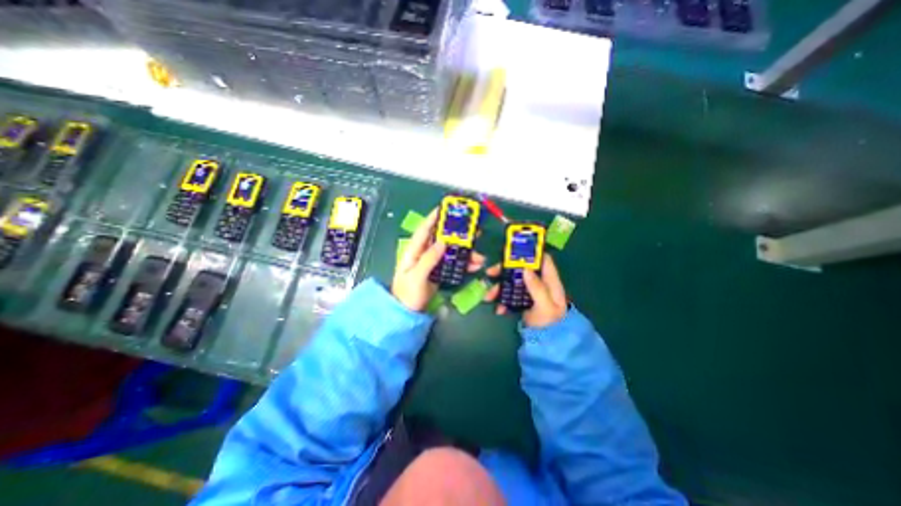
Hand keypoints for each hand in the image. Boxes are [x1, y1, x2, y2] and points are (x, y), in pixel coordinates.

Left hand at [390, 205, 482, 309]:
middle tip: (472, 230)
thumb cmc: (407, 294)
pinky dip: (464, 264)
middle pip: (441, 239)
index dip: (434, 218)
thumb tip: (443, 241)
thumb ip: (429, 259)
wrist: (408, 313)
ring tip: (479, 256)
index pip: (424, 230)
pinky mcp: (439, 271)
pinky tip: (474, 266)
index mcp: (414, 251)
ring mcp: (432, 262)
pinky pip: (453, 263)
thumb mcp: (416, 276)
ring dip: (465, 252)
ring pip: (450, 251)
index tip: (445, 208)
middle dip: (457, 234)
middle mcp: (424, 253)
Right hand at [491, 254, 564, 328]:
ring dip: (498, 287)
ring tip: (488, 297)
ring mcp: (528, 290)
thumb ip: (537, 288)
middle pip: (521, 268)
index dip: (530, 253)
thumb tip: (525, 269)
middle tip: (490, 272)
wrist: (546, 341)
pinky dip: (501, 300)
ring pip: (511, 281)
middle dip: (504, 269)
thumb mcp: (546, 306)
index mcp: (549, 280)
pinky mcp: (520, 299)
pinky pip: (508, 294)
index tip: (513, 252)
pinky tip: (498, 309)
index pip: (542, 259)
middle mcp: (538, 282)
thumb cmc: (550, 322)